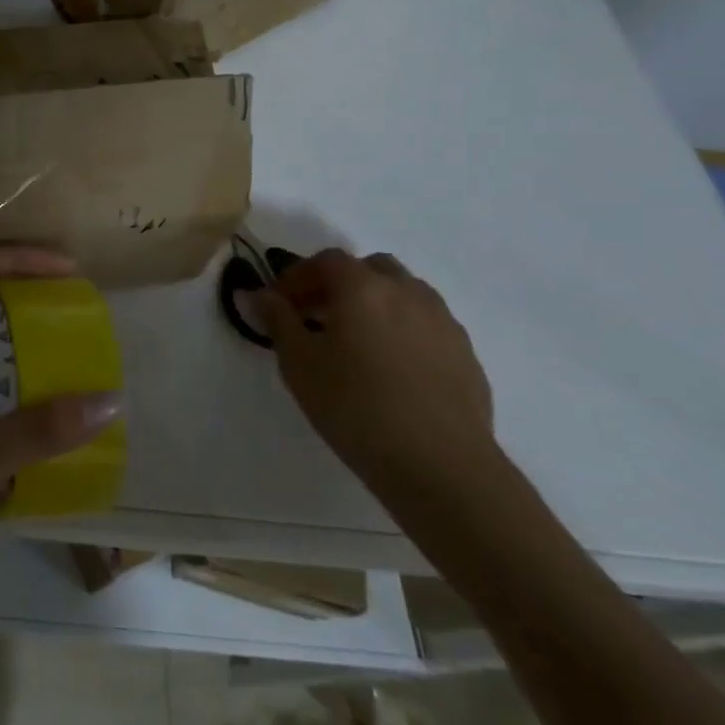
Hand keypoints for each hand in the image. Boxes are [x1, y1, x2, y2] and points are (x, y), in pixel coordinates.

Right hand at [259, 248, 496, 494]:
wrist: (440, 464)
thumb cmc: (355, 407)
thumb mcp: (298, 364)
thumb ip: (277, 320)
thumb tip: (259, 294)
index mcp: (362, 287)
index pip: (326, 260)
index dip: (298, 276)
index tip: (280, 303)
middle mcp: (406, 291)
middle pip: (369, 269)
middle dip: (340, 284)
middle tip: (317, 317)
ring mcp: (443, 320)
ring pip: (403, 293)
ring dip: (375, 304)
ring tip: (356, 342)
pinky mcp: (465, 352)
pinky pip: (426, 324)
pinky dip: (403, 330)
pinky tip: (392, 369)